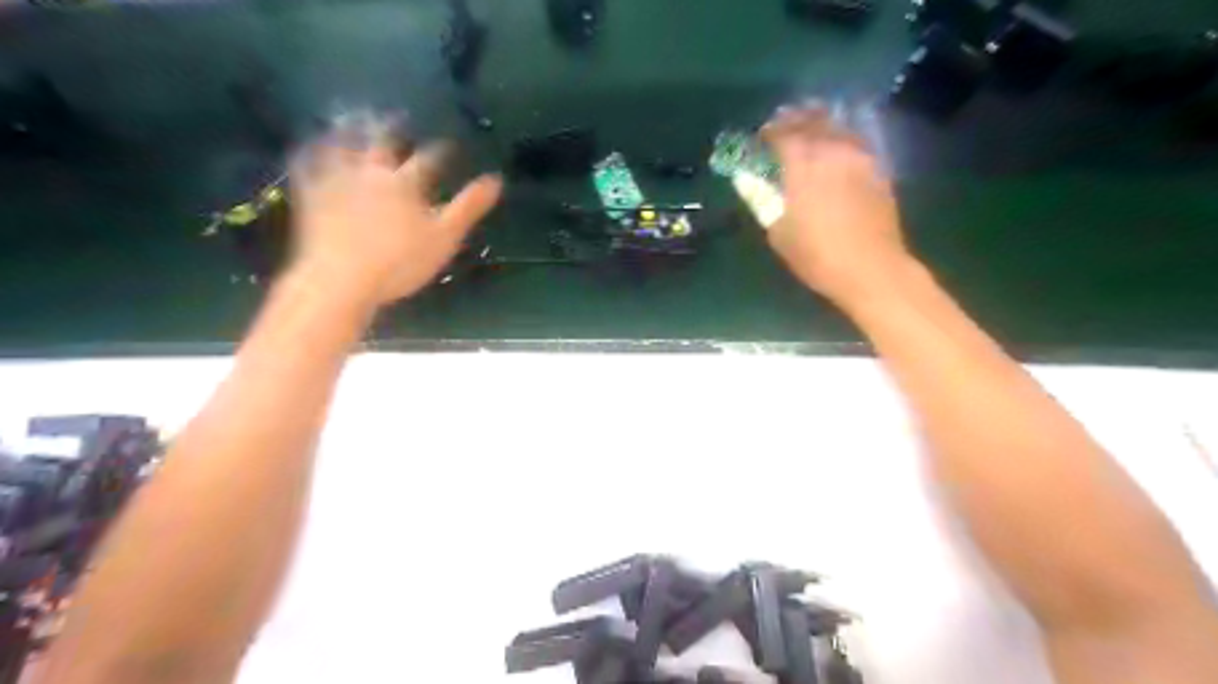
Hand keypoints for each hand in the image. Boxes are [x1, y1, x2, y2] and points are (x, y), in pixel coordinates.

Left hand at [289, 138, 503, 304]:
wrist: (341, 278)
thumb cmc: (400, 261)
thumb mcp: (444, 238)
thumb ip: (469, 207)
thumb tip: (496, 180)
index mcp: (406, 183)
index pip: (429, 159)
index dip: (442, 151)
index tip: (449, 146)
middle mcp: (372, 172)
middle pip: (382, 142)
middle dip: (392, 129)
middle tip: (396, 118)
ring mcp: (338, 181)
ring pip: (344, 146)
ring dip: (351, 131)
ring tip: (354, 120)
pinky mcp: (312, 195)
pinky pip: (309, 166)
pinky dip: (310, 153)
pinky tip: (310, 148)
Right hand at [759, 104, 913, 307]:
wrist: (871, 268)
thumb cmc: (817, 255)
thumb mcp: (778, 233)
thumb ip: (765, 201)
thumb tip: (753, 182)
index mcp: (803, 163)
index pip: (782, 133)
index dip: (767, 133)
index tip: (758, 139)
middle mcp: (832, 149)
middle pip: (812, 120)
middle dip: (793, 120)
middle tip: (781, 126)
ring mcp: (860, 155)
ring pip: (837, 125)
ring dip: (819, 122)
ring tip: (808, 129)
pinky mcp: (878, 167)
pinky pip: (855, 139)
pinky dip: (840, 136)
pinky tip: (834, 147)